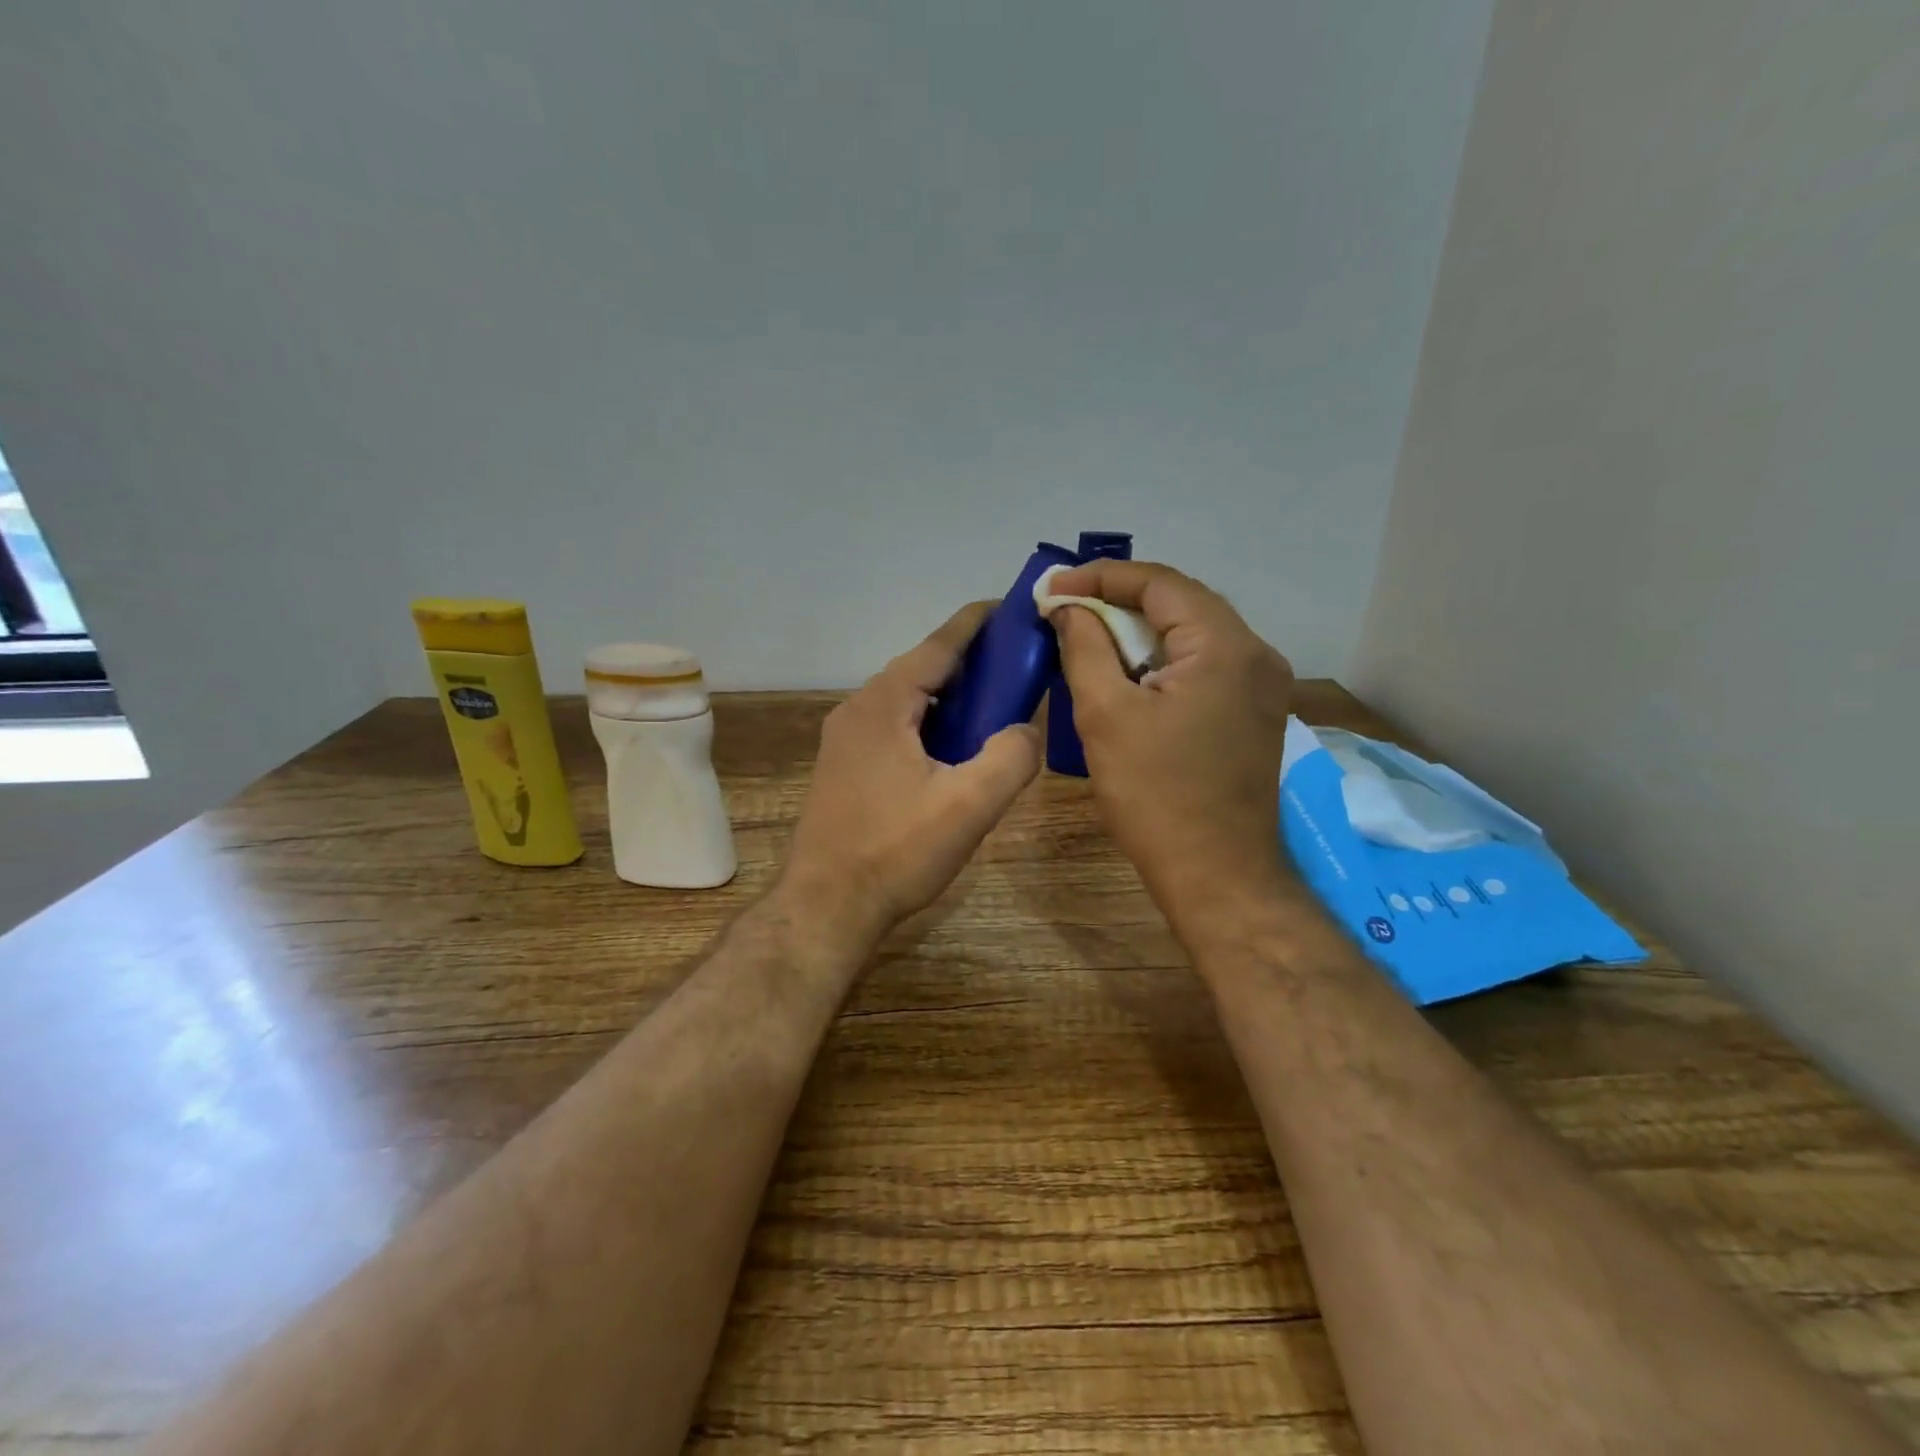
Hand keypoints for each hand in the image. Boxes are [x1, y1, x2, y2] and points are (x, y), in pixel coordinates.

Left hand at [783, 602, 1042, 947]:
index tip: (1012, 607)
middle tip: (1017, 667)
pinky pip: (894, 726)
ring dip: (949, 697)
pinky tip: (953, 748)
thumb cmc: (896, 851)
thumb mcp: (969, 805)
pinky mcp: (844, 766)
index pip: (938, 645)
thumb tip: (1026, 729)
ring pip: (907, 701)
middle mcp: (858, 709)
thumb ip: (1010, 757)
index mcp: (883, 704)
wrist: (827, 906)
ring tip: (993, 707)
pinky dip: (929, 723)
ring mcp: (845, 739)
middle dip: (970, 663)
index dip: (977, 624)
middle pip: (921, 670)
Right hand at [1049, 560, 1294, 924]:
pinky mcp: (1254, 712)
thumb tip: (1068, 607)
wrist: (1217, 874)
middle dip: (1119, 599)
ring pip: (1192, 634)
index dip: (1101, 577)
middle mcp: (1256, 653)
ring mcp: (1262, 685)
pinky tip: (1127, 671)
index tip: (1053, 588)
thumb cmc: (1155, 795)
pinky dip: (1162, 658)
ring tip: (1088, 633)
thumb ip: (1085, 647)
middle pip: (1181, 602)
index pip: (1160, 583)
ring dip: (1140, 629)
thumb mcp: (1106, 714)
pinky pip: (1204, 664)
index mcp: (1225, 646)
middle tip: (1066, 607)